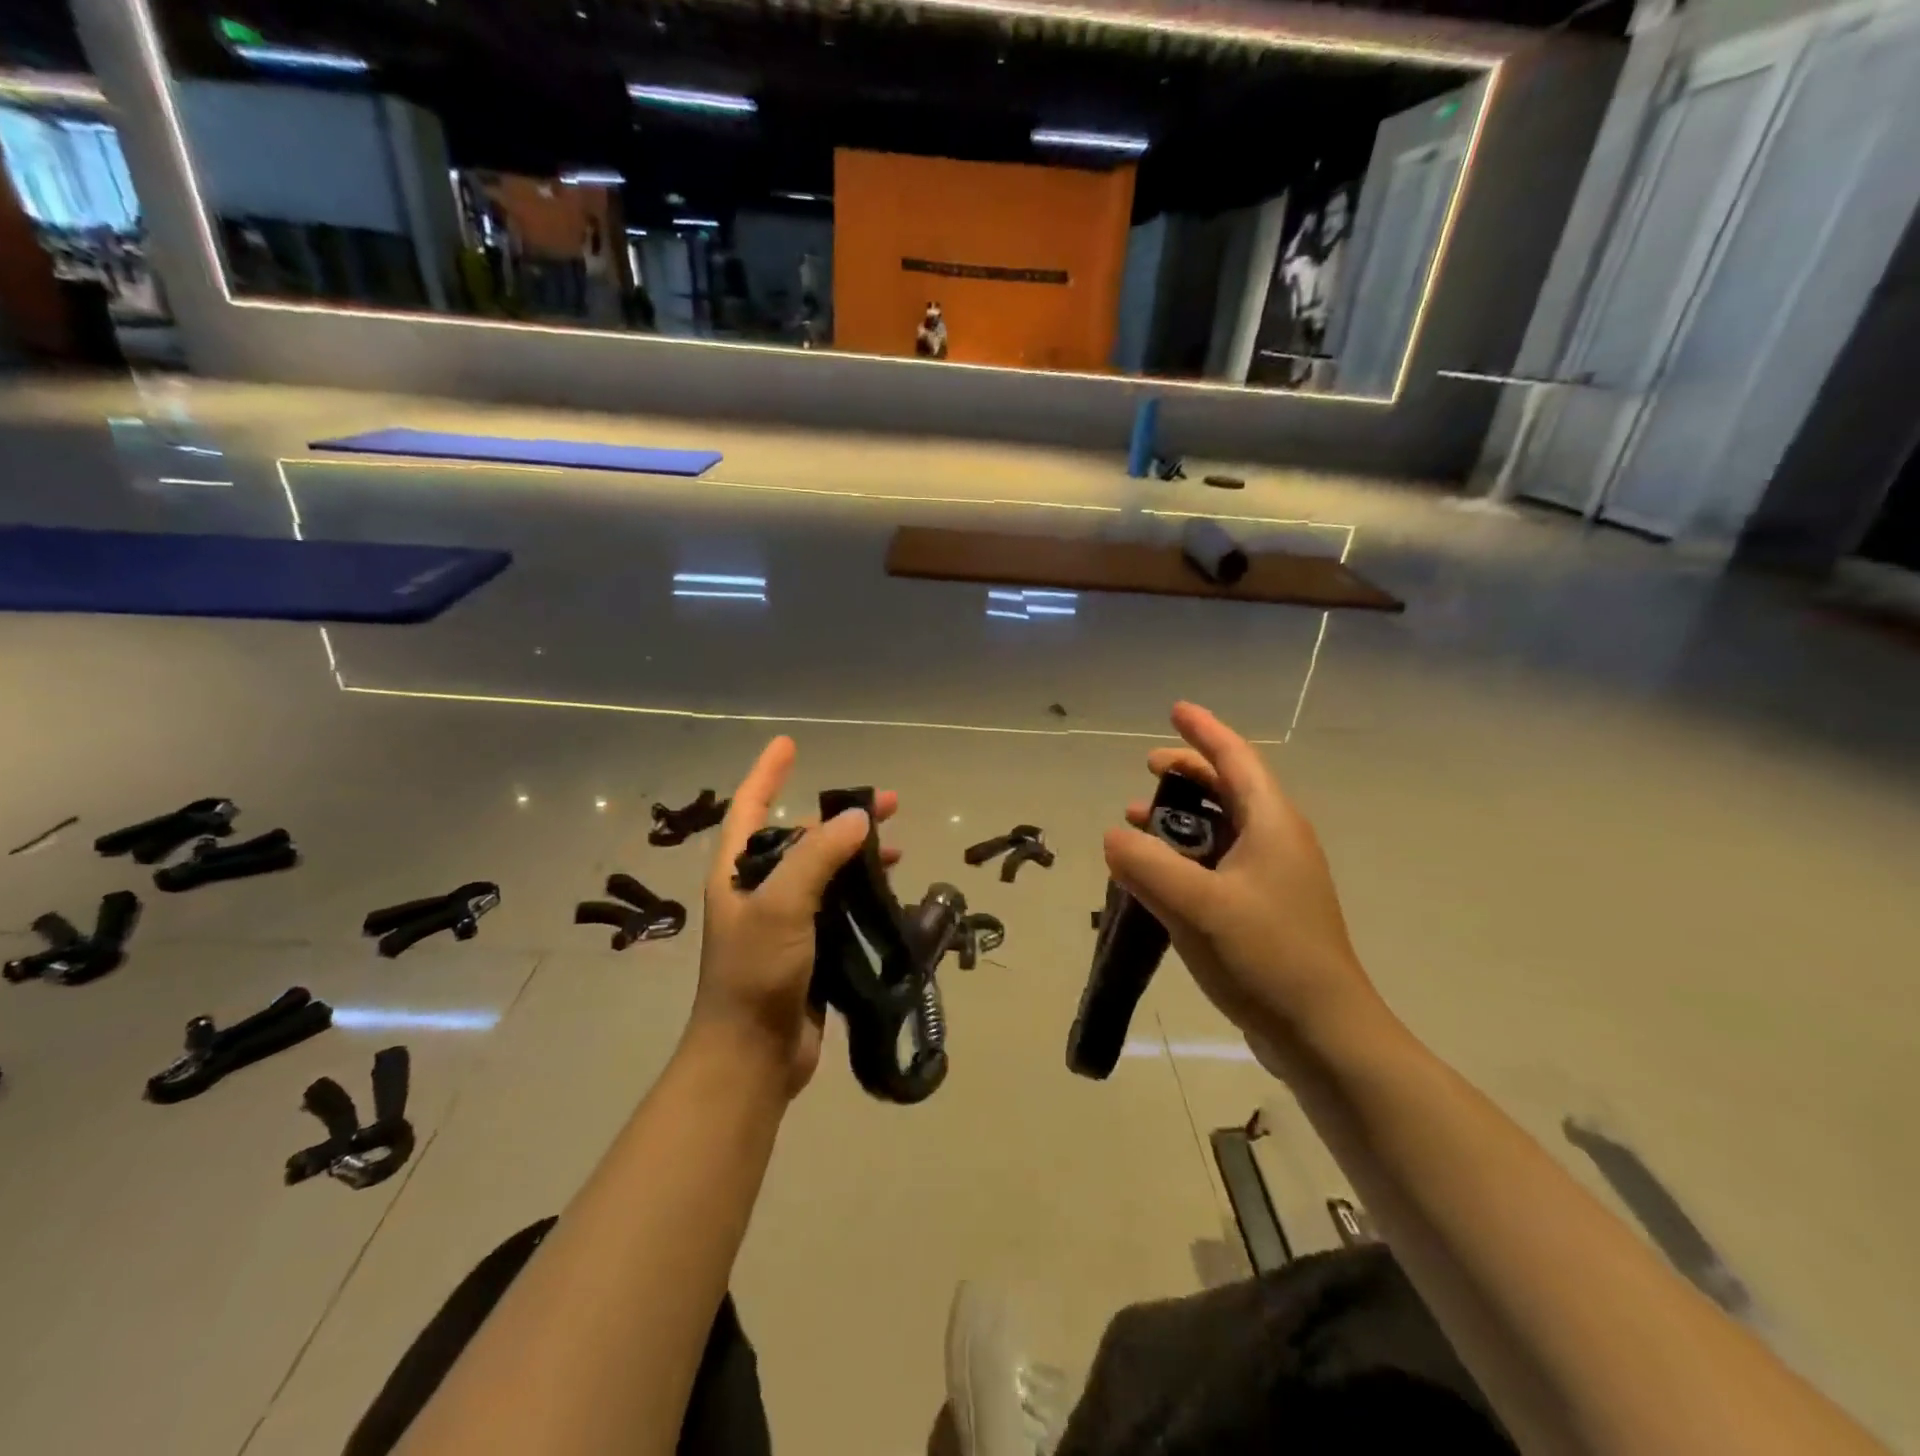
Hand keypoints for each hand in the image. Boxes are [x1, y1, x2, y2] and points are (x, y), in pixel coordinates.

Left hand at [691, 737, 898, 1097]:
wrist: (753, 1056)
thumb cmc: (755, 973)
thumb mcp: (782, 905)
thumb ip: (818, 857)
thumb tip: (857, 818)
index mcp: (737, 872)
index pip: (750, 806)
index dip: (768, 773)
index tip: (789, 743)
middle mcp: (759, 889)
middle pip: (802, 837)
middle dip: (841, 817)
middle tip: (890, 803)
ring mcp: (785, 920)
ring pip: (825, 871)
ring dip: (858, 855)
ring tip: (896, 848)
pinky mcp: (809, 948)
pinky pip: (838, 905)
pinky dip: (862, 892)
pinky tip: (889, 890)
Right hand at [1103, 703, 1385, 1064]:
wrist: (1323, 1033)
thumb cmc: (1265, 956)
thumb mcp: (1196, 906)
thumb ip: (1147, 866)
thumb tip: (1114, 837)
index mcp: (1271, 824)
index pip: (1236, 759)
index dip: (1204, 731)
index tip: (1175, 710)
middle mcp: (1277, 841)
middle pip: (1229, 788)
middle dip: (1187, 772)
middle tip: (1145, 768)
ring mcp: (1274, 878)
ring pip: (1222, 827)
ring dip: (1181, 817)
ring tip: (1137, 822)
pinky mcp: (1265, 909)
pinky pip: (1220, 863)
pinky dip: (1187, 855)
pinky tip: (1157, 876)